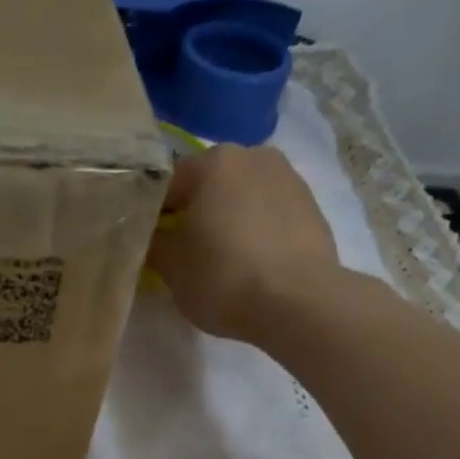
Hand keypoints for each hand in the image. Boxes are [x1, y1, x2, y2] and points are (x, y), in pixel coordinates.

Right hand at [144, 145, 341, 343]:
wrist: (298, 302)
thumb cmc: (223, 277)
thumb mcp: (171, 267)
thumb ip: (154, 243)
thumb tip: (151, 235)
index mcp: (213, 162)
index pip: (167, 183)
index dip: (152, 215)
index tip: (148, 243)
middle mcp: (253, 156)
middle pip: (208, 184)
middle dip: (193, 212)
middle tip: (183, 251)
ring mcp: (288, 178)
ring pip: (242, 197)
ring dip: (227, 219)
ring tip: (220, 258)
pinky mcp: (311, 206)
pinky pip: (269, 214)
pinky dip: (255, 230)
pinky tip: (250, 262)